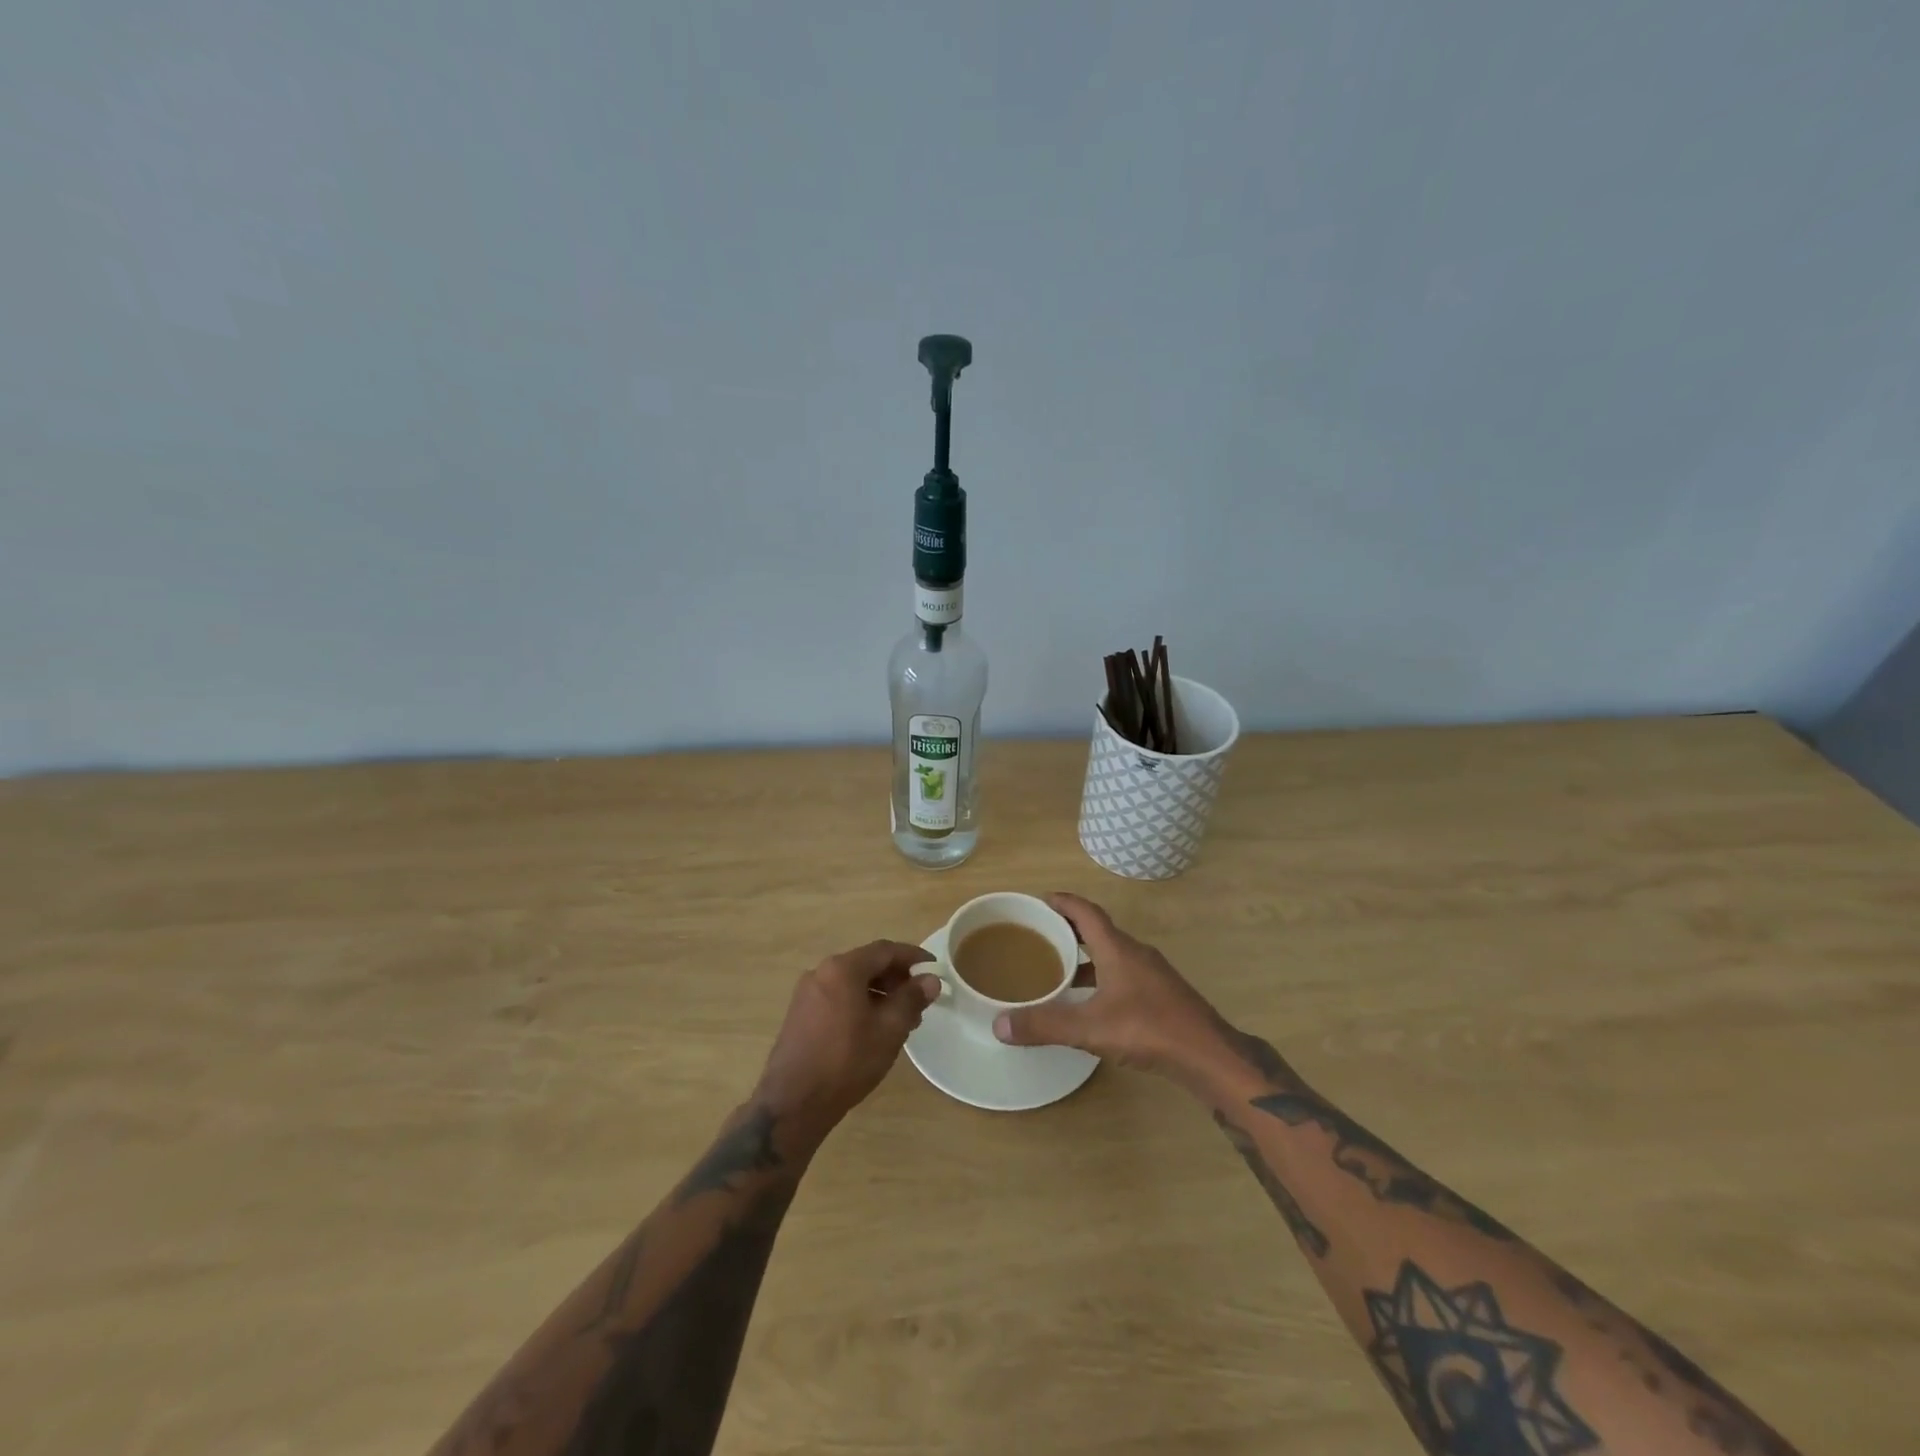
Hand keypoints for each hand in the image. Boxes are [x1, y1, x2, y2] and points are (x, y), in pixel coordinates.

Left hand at [753, 940, 940, 1135]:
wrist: (793, 1103)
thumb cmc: (847, 1061)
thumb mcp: (889, 1030)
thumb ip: (911, 999)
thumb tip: (930, 980)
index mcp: (843, 969)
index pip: (885, 951)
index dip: (912, 957)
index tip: (934, 968)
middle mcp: (821, 972)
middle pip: (867, 964)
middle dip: (896, 978)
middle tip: (919, 999)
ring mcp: (807, 993)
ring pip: (852, 982)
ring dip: (879, 993)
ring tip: (901, 1019)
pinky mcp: (800, 1014)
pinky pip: (838, 997)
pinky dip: (860, 1003)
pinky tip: (873, 1028)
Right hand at [991, 893, 1233, 1080]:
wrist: (1207, 1055)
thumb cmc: (1148, 1028)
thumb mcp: (1090, 1028)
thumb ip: (1045, 1025)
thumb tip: (999, 1025)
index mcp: (1118, 948)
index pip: (1086, 912)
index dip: (1063, 902)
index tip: (1041, 900)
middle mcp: (1136, 953)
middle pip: (1099, 930)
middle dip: (1069, 929)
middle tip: (1041, 935)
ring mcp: (1152, 974)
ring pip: (1112, 953)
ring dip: (1087, 956)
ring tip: (1059, 970)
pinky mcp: (1162, 994)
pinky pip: (1124, 973)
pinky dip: (1102, 976)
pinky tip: (1092, 1002)